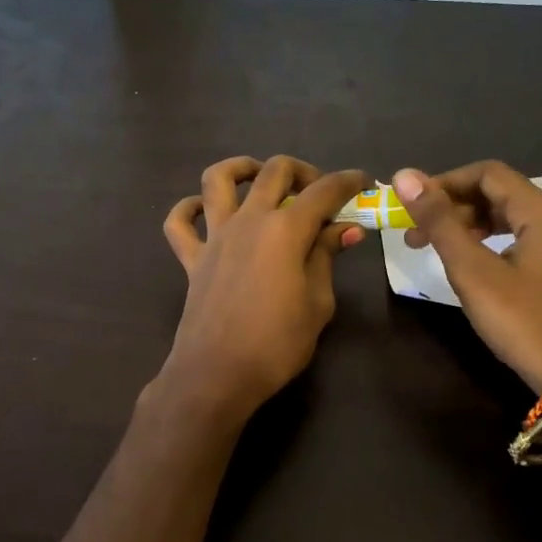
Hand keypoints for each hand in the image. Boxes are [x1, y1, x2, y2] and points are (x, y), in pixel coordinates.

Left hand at [160, 156, 371, 418]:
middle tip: (318, 191)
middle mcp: (249, 220)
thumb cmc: (277, 343)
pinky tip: (203, 210)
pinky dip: (188, 209)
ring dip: (241, 168)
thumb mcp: (318, 302)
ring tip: (259, 177)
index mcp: (286, 229)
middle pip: (274, 172)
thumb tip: (346, 228)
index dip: (347, 182)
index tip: (362, 182)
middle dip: (302, 171)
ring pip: (218, 179)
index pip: (323, 192)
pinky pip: (179, 222)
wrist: (218, 374)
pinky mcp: (192, 258)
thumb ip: (326, 257)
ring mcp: (215, 236)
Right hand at [393, 161, 541, 391]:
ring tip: (433, 249)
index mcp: (541, 210)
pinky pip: (519, 239)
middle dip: (452, 207)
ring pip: (508, 218)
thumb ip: (439, 222)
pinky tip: (469, 265)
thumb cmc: (523, 320)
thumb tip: (404, 176)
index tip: (411, 206)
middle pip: (497, 193)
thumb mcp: (473, 271)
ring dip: (467, 226)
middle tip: (414, 233)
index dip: (444, 183)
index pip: (486, 173)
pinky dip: (488, 243)